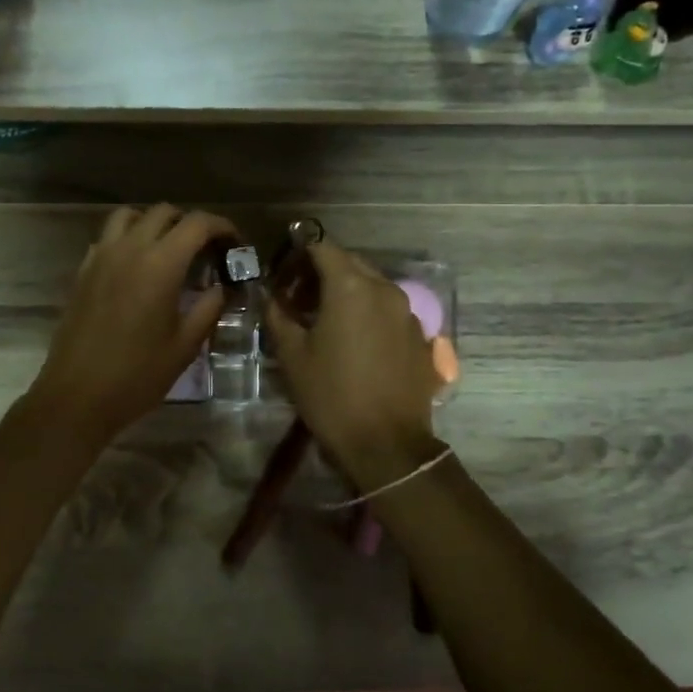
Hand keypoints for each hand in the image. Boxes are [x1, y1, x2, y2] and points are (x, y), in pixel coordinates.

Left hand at [28, 204, 236, 445]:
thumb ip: (208, 308)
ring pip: (129, 216)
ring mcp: (100, 257)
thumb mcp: (185, 346)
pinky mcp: (82, 272)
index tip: (235, 243)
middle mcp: (129, 249)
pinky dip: (127, 239)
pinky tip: (137, 267)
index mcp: (160, 264)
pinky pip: (107, 238)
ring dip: (154, 223)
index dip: (222, 226)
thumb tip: (221, 288)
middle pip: (163, 212)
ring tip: (169, 249)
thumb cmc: (137, 375)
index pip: (197, 223)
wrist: (77, 396)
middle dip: (190, 223)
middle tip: (206, 249)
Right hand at [265, 242, 440, 490]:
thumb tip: (271, 296)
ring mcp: (408, 312)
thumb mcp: (293, 356)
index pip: (322, 248)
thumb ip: (279, 316)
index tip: (283, 273)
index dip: (299, 254)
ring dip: (348, 292)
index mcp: (351, 287)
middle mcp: (384, 289)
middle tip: (299, 297)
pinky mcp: (421, 336)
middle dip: (323, 272)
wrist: (387, 443)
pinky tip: (356, 341)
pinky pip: (389, 311)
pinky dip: (369, 313)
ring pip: (372, 287)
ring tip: (326, 320)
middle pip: (350, 264)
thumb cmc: (331, 395)